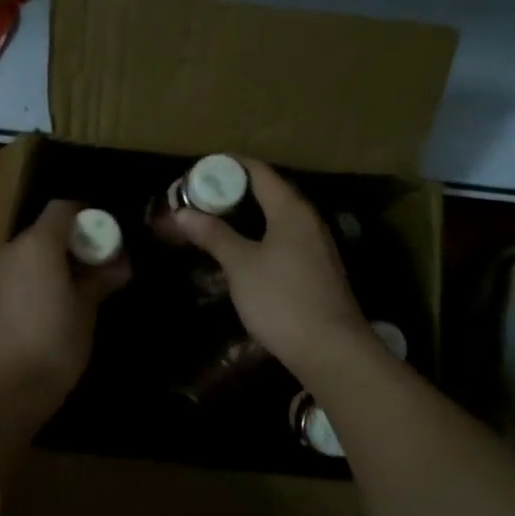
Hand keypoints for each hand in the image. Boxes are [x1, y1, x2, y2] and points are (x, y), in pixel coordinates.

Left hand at [0, 199, 129, 416]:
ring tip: (77, 292)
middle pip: (42, 233)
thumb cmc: (53, 343)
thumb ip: (101, 281)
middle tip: (98, 267)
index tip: (107, 234)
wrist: (0, 392)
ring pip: (26, 257)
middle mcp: (8, 251)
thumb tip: (121, 265)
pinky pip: (13, 279)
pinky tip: (50, 311)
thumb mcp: (85, 311)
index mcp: (36, 244)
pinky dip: (32, 284)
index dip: (86, 215)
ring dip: (50, 266)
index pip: (62, 208)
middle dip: (70, 244)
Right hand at [175, 159, 371, 376]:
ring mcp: (315, 245)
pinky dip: (258, 236)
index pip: (258, 171)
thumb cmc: (282, 299)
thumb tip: (183, 213)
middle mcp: (308, 220)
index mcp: (291, 209)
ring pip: (275, 218)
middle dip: (232, 192)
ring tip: (212, 223)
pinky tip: (240, 252)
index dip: (227, 166)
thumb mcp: (241, 265)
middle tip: (198, 199)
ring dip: (245, 216)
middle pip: (268, 192)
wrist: (331, 349)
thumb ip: (214, 235)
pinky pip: (282, 239)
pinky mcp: (316, 269)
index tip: (197, 171)